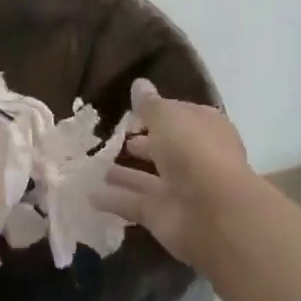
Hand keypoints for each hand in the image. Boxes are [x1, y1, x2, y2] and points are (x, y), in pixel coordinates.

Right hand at [95, 79, 254, 266]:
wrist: (213, 213)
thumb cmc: (194, 151)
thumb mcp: (167, 117)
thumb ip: (149, 104)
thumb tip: (139, 84)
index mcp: (203, 129)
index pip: (178, 116)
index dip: (156, 113)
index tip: (129, 112)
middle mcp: (193, 158)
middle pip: (163, 149)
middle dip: (139, 144)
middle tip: (109, 138)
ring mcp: (179, 189)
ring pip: (145, 178)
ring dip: (121, 173)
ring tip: (91, 164)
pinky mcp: (162, 216)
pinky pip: (133, 203)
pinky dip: (113, 199)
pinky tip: (87, 192)